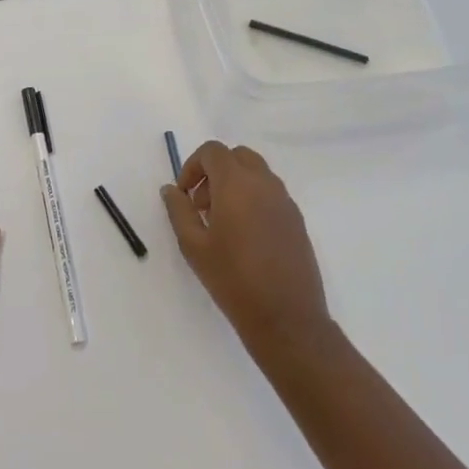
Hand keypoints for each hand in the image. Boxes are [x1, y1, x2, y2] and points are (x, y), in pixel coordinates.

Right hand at [161, 141, 332, 354]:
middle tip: (201, 205)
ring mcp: (285, 201)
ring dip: (234, 184)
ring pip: (256, 173)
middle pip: (237, 156)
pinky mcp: (296, 220)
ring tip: (221, 224)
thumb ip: (178, 210)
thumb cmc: (232, 279)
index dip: (193, 166)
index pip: (213, 151)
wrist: (286, 317)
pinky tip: (244, 237)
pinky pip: (270, 193)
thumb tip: (171, 189)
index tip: (184, 195)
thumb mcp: (193, 245)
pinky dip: (252, 199)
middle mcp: (264, 183)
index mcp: (236, 184)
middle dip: (214, 171)